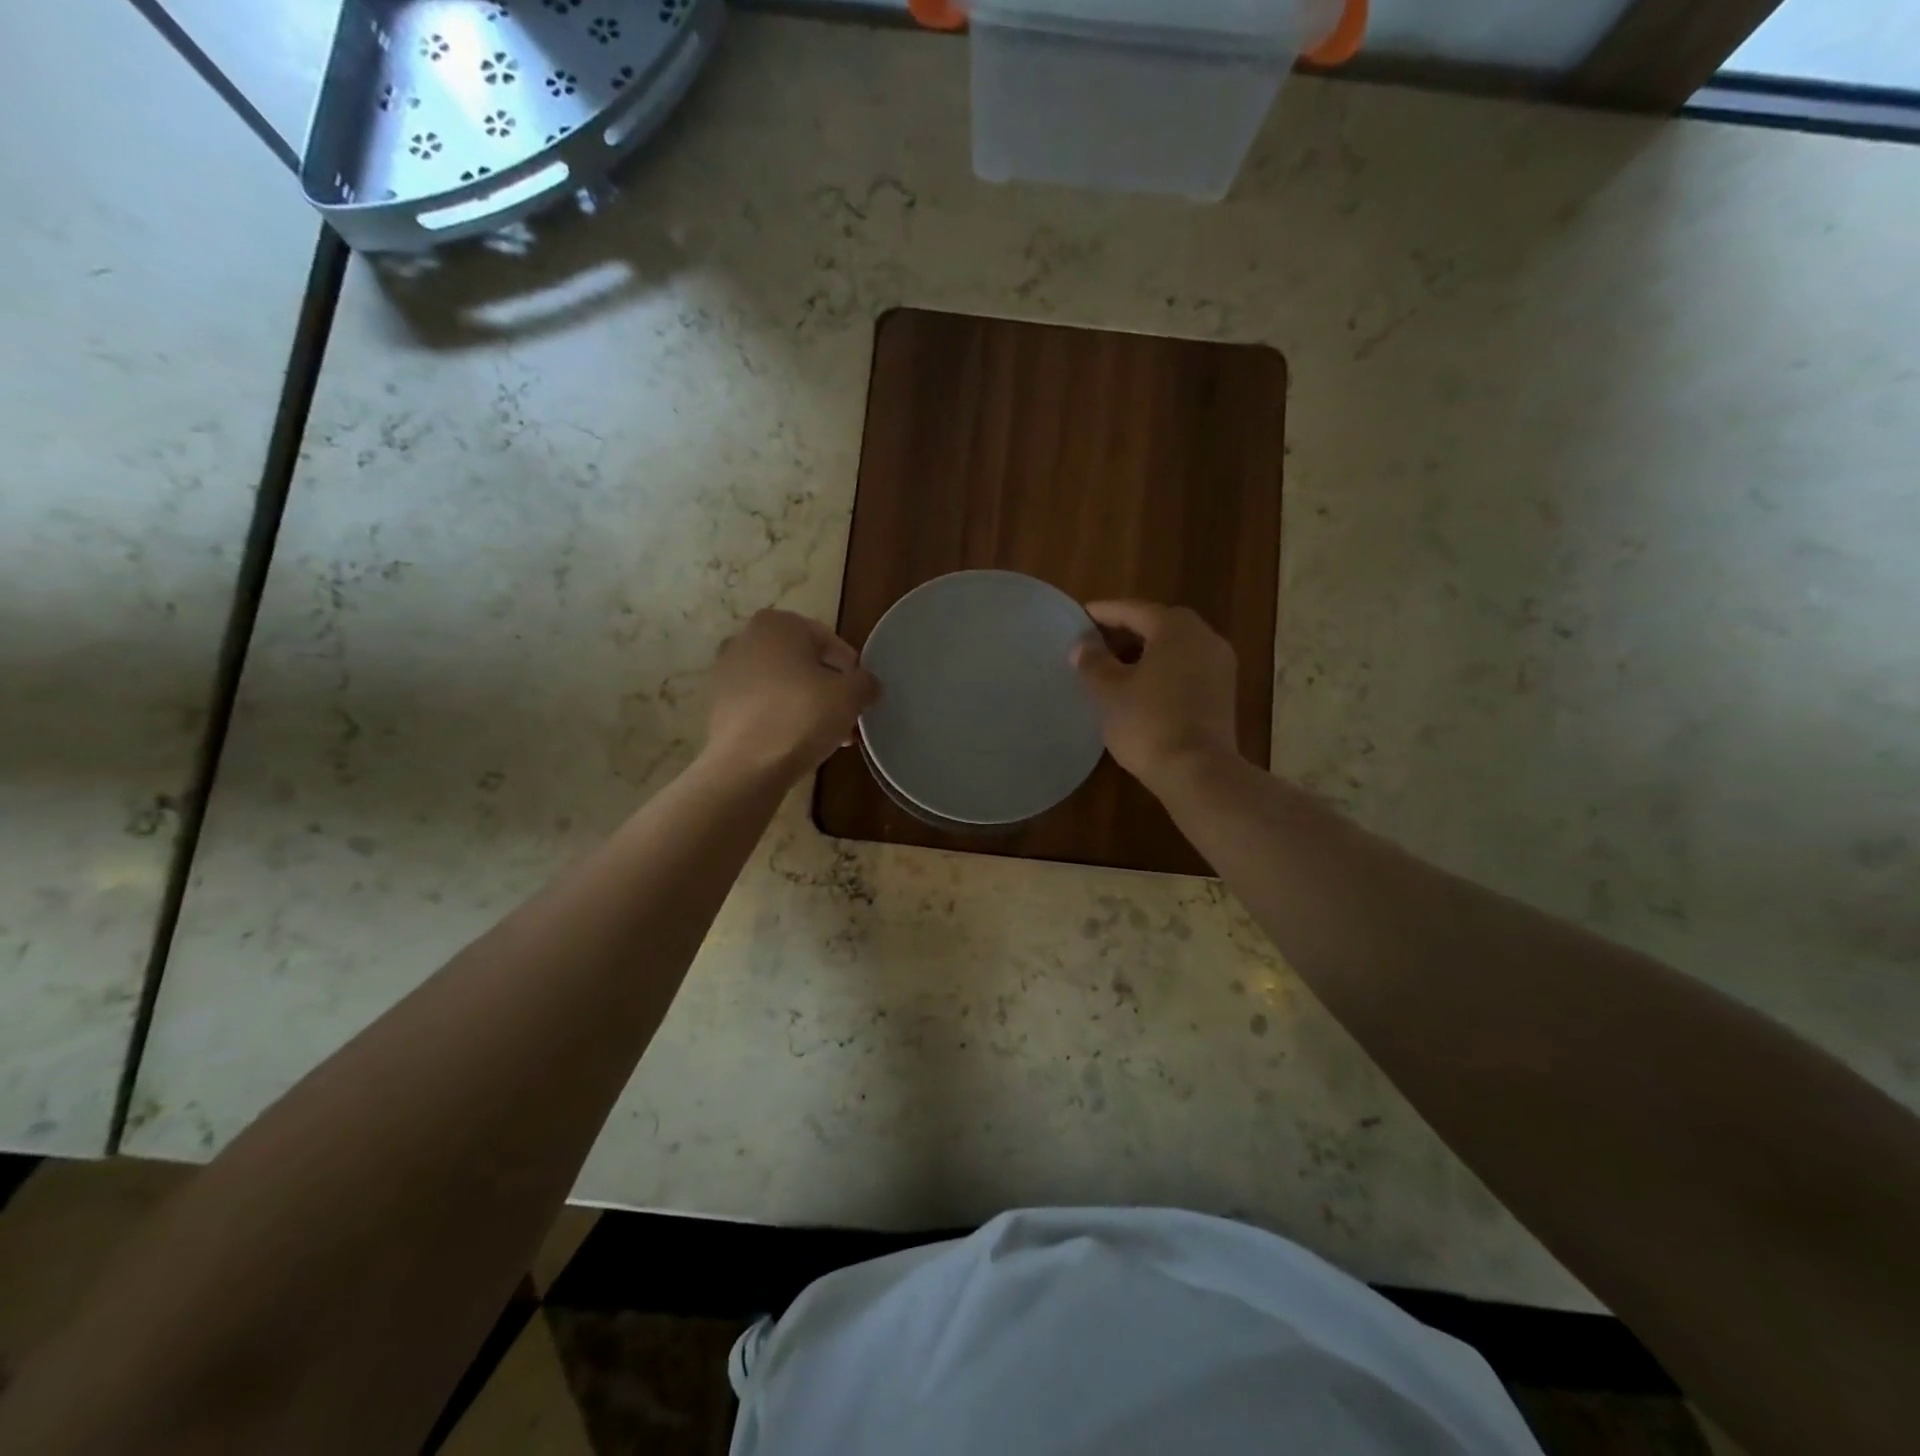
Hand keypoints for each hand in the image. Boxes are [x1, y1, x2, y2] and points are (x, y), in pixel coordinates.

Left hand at [705, 610, 879, 778]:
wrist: (745, 766)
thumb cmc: (801, 716)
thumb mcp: (851, 696)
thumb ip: (866, 683)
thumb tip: (866, 686)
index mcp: (777, 624)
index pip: (829, 641)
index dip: (852, 670)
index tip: (861, 697)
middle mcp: (745, 638)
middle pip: (804, 663)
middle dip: (829, 690)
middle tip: (848, 718)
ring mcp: (727, 673)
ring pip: (784, 686)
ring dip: (809, 706)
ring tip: (831, 736)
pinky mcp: (719, 706)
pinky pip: (763, 706)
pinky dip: (784, 718)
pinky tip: (801, 744)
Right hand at [1073, 601, 1240, 790]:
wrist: (1198, 771)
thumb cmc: (1148, 722)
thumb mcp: (1109, 691)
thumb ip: (1093, 662)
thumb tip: (1082, 645)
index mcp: (1175, 628)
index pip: (1133, 610)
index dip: (1103, 612)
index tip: (1079, 616)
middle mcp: (1204, 638)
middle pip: (1158, 625)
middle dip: (1125, 631)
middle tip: (1094, 642)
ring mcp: (1219, 666)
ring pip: (1174, 649)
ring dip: (1144, 653)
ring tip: (1113, 667)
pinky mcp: (1222, 694)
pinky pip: (1186, 669)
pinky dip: (1162, 671)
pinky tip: (1139, 689)